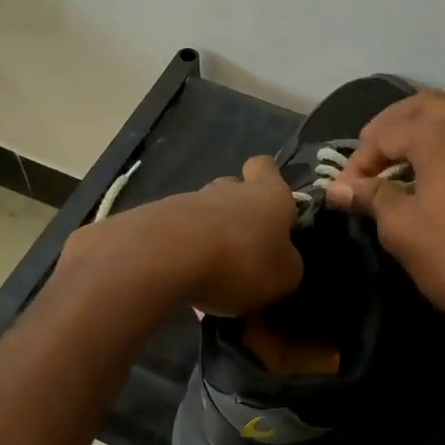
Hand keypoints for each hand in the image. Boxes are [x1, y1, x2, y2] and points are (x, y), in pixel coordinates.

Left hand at [60, 157, 302, 316]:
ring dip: (210, 235)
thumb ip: (287, 264)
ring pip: (205, 211)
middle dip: (238, 214)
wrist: (165, 256)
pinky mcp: (157, 217)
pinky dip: (184, 250)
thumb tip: (283, 259)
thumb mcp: (283, 277)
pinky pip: (179, 231)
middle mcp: (230, 189)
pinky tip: (184, 278)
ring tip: (211, 272)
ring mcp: (189, 200)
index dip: (270, 181)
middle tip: (243, 248)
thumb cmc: (240, 262)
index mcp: (269, 195)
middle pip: (234, 189)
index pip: (266, 167)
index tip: (273, 208)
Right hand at [325, 92, 444, 341]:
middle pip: (428, 106)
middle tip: (374, 152)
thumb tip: (339, 188)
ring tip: (408, 166)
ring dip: (429, 134)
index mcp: (442, 136)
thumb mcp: (401, 228)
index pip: (387, 133)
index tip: (344, 190)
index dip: (359, 159)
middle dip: (395, 124)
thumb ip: (371, 197)